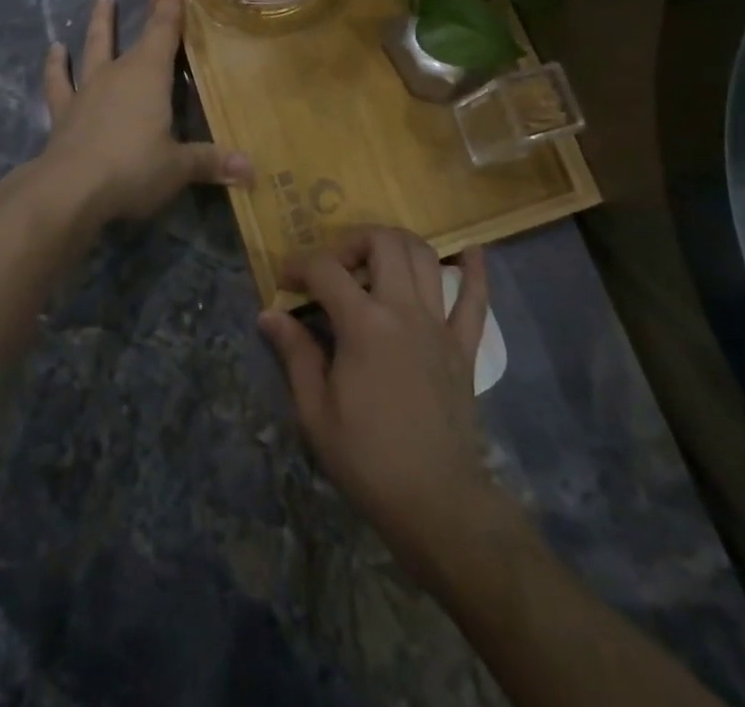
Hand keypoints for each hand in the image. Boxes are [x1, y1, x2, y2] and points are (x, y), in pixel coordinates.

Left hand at [36, 0, 251, 228]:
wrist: (69, 189)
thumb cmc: (132, 169)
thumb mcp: (178, 168)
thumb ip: (211, 163)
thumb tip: (251, 170)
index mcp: (149, 76)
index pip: (164, 31)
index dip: (168, 4)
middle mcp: (117, 73)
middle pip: (134, 36)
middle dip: (146, 8)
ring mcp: (88, 90)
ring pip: (94, 48)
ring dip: (99, 24)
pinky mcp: (64, 111)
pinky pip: (59, 83)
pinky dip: (56, 67)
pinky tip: (54, 51)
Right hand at [258, 227, 513, 585]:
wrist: (436, 503)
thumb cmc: (367, 459)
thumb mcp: (315, 412)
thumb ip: (295, 354)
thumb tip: (268, 314)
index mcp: (364, 325)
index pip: (326, 270)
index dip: (299, 266)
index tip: (285, 281)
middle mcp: (404, 310)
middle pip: (383, 242)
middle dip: (351, 241)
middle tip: (335, 267)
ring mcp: (440, 325)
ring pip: (425, 256)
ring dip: (397, 245)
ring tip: (376, 260)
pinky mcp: (465, 345)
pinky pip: (476, 298)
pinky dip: (473, 270)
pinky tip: (470, 250)